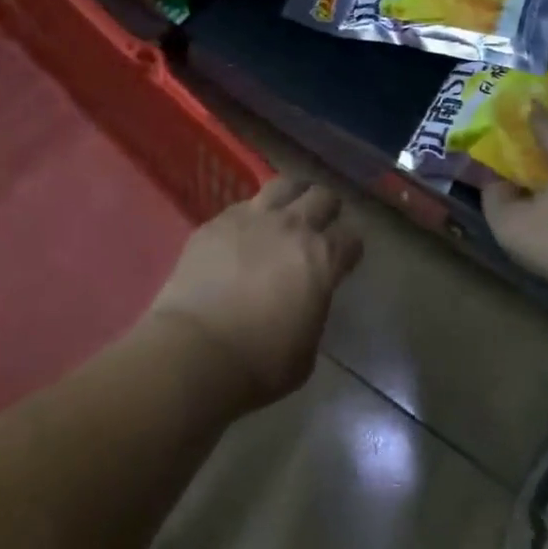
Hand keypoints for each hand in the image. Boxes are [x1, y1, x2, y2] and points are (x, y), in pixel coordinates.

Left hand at [150, 177, 362, 408]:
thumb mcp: (307, 347)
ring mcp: (252, 218)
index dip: (350, 249)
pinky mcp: (217, 222)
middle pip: (322, 197)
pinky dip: (251, 214)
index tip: (344, 259)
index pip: (351, 239)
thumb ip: (313, 307)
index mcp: (323, 258)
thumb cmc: (260, 363)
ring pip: (284, 185)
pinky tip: (245, 231)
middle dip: (327, 209)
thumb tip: (306, 296)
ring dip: (292, 195)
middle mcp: (293, 227)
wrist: (196, 351)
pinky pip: (243, 205)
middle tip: (320, 225)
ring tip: (287, 210)